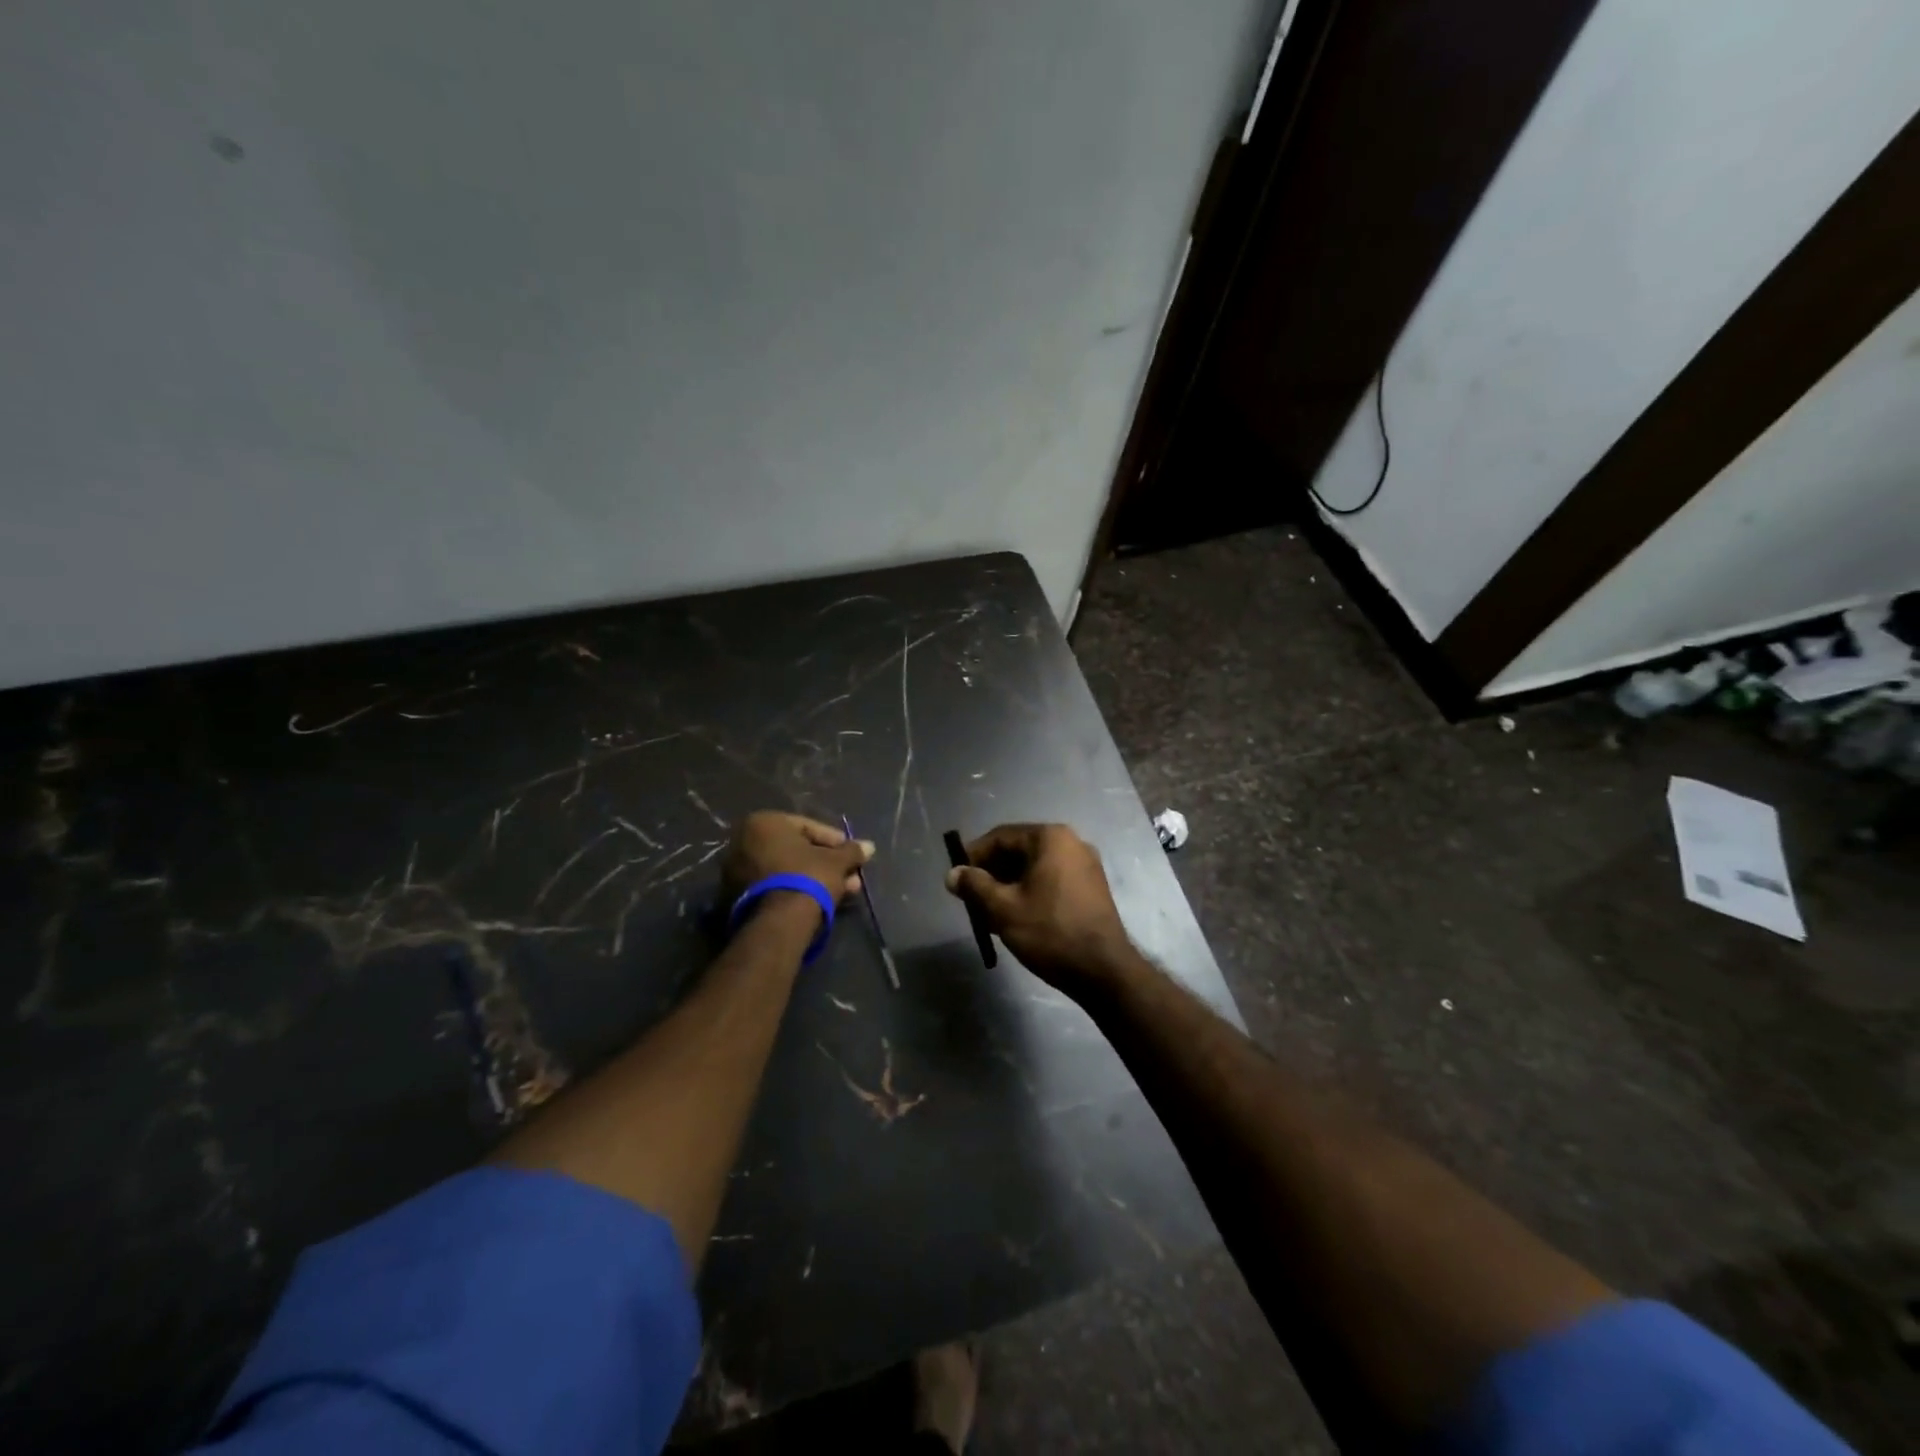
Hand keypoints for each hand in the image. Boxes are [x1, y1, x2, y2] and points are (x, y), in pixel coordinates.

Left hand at [724, 812, 873, 908]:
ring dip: (815, 878)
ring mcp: (737, 871)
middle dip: (826, 862)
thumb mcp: (836, 861)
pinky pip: (775, 886)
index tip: (851, 853)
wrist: (779, 922)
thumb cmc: (808, 877)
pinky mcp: (738, 898)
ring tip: (844, 891)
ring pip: (786, 870)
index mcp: (764, 823)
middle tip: (849, 873)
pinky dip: (797, 890)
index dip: (834, 840)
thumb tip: (869, 846)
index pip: (806, 826)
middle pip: (795, 850)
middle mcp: (744, 842)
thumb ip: (851, 851)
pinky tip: (821, 900)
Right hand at [944, 823, 1135, 992]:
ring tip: (990, 911)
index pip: (1001, 837)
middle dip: (992, 872)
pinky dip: (1031, 891)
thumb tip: (952, 874)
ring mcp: (1086, 865)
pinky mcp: (1092, 887)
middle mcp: (1071, 842)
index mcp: (1050, 838)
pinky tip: (1016, 915)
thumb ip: (974, 886)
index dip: (974, 855)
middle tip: (971, 897)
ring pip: (1035, 867)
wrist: (1104, 970)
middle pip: (1019, 850)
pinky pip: (1052, 879)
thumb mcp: (1003, 908)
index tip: (957, 877)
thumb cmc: (1050, 932)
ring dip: (1009, 884)